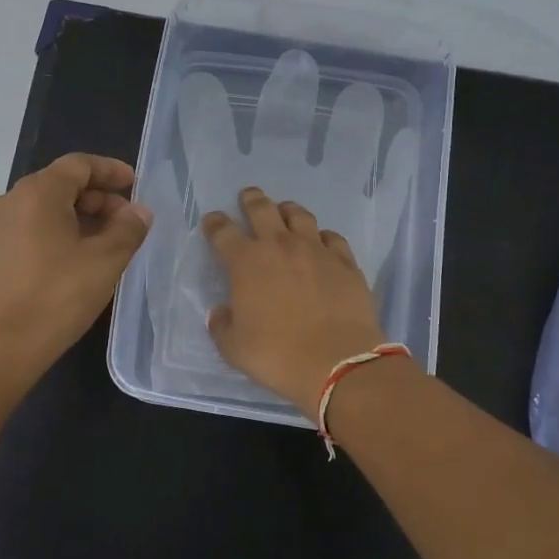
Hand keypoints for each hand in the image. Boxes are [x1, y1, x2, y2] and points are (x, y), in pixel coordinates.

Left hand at [0, 153, 151, 374]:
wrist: (0, 346)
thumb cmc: (57, 296)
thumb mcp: (105, 261)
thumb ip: (128, 229)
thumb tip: (139, 212)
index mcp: (38, 192)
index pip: (79, 165)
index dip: (110, 171)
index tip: (135, 184)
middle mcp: (12, 201)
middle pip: (62, 184)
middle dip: (99, 198)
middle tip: (128, 221)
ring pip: (47, 208)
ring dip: (81, 217)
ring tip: (109, 242)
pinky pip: (33, 228)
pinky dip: (61, 233)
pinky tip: (80, 259)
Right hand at [202, 187, 387, 417]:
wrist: (338, 362)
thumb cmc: (277, 355)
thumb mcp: (234, 348)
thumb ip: (222, 325)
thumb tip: (220, 312)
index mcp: (246, 263)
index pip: (223, 232)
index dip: (215, 223)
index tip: (212, 221)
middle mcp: (281, 247)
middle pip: (262, 210)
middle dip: (251, 200)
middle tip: (248, 195)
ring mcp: (316, 251)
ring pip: (300, 216)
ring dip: (287, 210)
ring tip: (284, 211)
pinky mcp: (345, 262)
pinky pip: (332, 238)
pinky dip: (322, 236)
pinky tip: (322, 241)